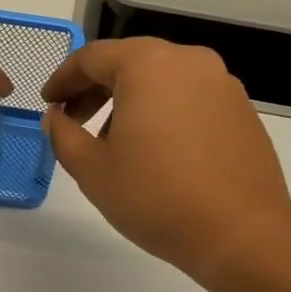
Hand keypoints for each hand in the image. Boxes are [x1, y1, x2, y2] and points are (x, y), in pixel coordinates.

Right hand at [42, 38, 290, 288]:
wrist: (242, 233)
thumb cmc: (156, 197)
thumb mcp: (92, 170)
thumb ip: (63, 135)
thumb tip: (56, 117)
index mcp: (148, 65)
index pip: (92, 58)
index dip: (63, 79)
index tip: (48, 104)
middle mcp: (188, 61)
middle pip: (128, 62)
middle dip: (95, 88)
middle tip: (73, 120)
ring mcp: (221, 83)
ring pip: (161, 78)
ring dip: (129, 100)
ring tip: (113, 141)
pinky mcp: (241, 109)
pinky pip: (189, 96)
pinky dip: (163, 110)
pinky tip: (155, 149)